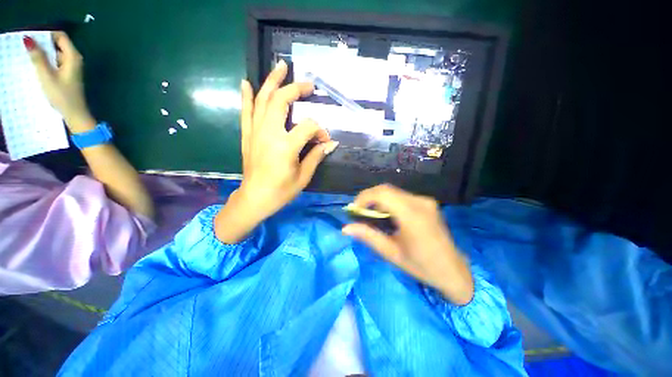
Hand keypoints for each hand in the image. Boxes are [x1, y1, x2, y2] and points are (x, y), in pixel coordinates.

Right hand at [24, 31, 94, 132]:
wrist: (75, 114)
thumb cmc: (61, 95)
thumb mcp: (46, 75)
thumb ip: (38, 57)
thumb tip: (28, 38)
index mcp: (73, 56)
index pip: (60, 36)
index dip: (46, 34)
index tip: (31, 37)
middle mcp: (75, 59)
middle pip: (58, 44)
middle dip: (43, 43)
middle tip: (26, 46)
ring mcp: (72, 67)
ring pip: (56, 54)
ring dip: (43, 53)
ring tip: (28, 56)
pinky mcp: (68, 75)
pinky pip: (56, 63)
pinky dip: (47, 62)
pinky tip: (36, 66)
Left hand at [214, 61, 338, 243]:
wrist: (255, 198)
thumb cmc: (281, 191)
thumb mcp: (304, 176)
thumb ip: (316, 156)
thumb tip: (330, 143)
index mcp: (286, 146)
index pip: (309, 127)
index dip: (320, 131)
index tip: (325, 140)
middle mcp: (269, 134)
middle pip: (281, 101)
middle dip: (296, 89)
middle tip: (308, 84)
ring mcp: (255, 132)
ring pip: (262, 100)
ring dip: (272, 82)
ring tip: (281, 66)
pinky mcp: (248, 135)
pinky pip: (246, 112)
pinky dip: (246, 96)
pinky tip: (246, 82)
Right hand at [342, 184, 473, 304]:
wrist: (454, 271)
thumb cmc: (422, 266)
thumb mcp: (391, 253)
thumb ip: (368, 236)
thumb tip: (346, 228)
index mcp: (412, 215)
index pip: (382, 193)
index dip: (364, 197)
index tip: (354, 210)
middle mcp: (419, 202)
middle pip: (386, 189)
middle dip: (368, 197)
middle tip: (359, 212)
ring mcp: (425, 200)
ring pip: (393, 191)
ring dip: (378, 199)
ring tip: (370, 214)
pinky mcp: (426, 202)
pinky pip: (401, 196)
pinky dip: (388, 201)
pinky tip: (386, 214)